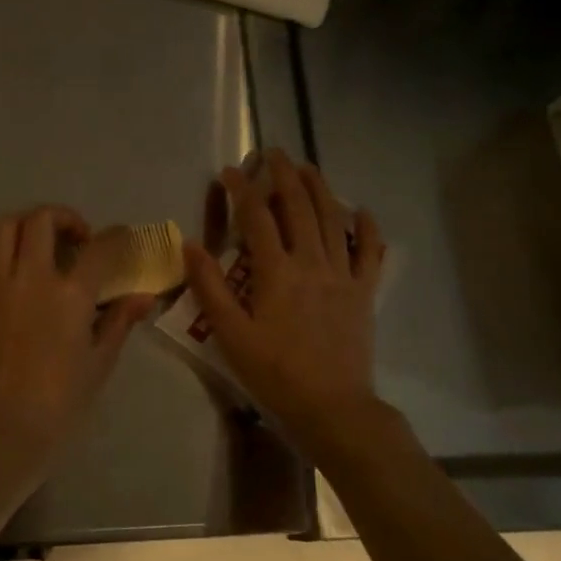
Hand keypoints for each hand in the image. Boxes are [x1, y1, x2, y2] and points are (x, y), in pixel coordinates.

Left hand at [0, 206, 155, 492]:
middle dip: (64, 217)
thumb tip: (144, 297)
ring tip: (39, 240)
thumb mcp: (100, 359)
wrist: (8, 422)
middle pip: (43, 220)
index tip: (121, 236)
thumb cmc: (63, 396)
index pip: (98, 248)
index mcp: (71, 295)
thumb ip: (120, 320)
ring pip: (5, 228)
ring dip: (26, 224)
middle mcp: (32, 278)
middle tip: (76, 237)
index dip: (115, 236)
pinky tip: (9, 259)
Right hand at [183, 151, 387, 458]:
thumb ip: (209, 287)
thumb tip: (190, 245)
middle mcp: (312, 262)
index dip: (242, 190)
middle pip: (299, 206)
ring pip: (333, 219)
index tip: (229, 171)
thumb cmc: (275, 373)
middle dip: (284, 175)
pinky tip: (362, 211)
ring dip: (319, 188)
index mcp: (276, 272)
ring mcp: (343, 275)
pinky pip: (370, 252)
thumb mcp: (230, 334)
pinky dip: (366, 228)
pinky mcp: (363, 291)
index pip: (256, 218)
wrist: (332, 407)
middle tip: (272, 154)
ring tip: (307, 167)